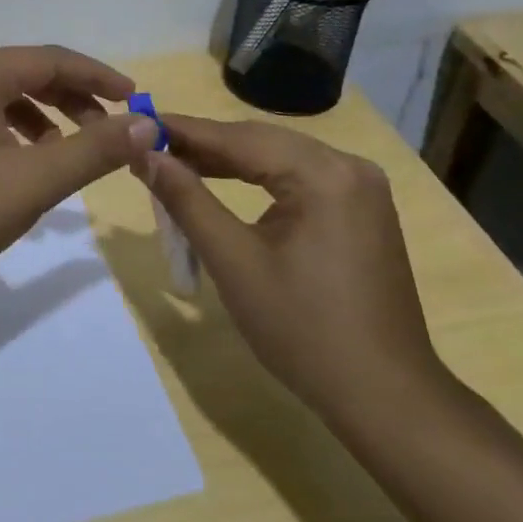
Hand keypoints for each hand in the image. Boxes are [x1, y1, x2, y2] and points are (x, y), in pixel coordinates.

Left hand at [0, 46, 157, 295]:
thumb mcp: (33, 182)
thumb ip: (93, 150)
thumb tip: (145, 123)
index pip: (51, 59)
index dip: (98, 77)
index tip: (135, 99)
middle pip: (25, 74)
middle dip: (72, 100)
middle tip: (109, 132)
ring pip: (0, 98)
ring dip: (42, 119)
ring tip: (67, 154)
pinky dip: (10, 134)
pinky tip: (20, 168)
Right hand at [141, 114, 443, 426]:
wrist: (383, 397)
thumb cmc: (302, 330)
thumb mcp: (233, 261)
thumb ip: (187, 200)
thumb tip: (145, 155)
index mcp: (324, 174)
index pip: (239, 138)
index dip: (183, 131)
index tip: (138, 124)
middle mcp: (349, 167)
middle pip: (261, 142)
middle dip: (204, 146)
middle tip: (149, 147)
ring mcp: (361, 190)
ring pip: (279, 160)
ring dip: (228, 163)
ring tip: (175, 165)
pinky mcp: (362, 212)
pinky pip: (298, 181)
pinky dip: (257, 181)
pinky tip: (224, 186)